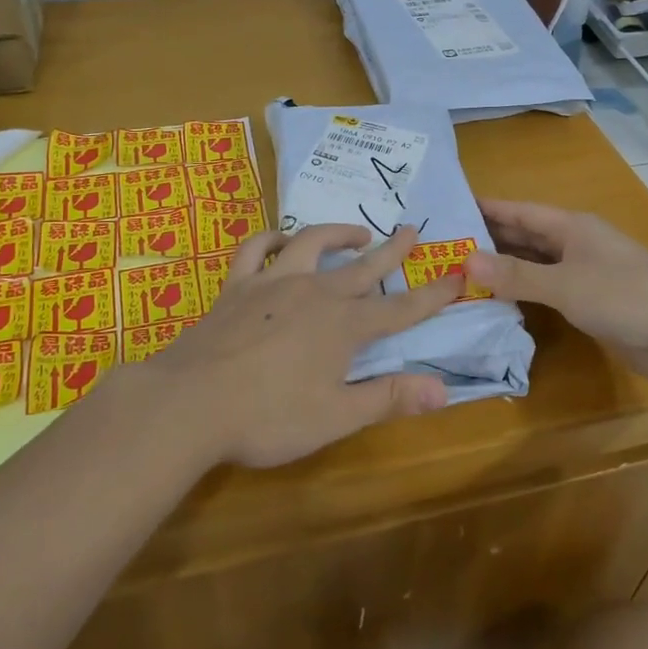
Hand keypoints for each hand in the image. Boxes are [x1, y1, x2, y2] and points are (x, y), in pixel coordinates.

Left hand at [156, 223, 460, 467]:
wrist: (191, 403)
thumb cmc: (268, 417)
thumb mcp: (336, 417)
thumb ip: (388, 398)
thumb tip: (443, 389)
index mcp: (344, 326)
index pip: (401, 308)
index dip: (432, 294)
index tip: (457, 276)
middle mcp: (314, 292)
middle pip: (363, 266)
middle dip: (392, 250)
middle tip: (411, 231)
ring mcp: (273, 282)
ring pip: (312, 243)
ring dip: (338, 233)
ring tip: (356, 232)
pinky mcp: (237, 285)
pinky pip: (256, 249)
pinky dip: (272, 238)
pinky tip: (281, 240)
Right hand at [466, 198, 647, 386]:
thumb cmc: (624, 297)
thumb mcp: (565, 284)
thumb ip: (516, 275)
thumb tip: (465, 261)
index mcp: (571, 227)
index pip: (519, 211)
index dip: (487, 208)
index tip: (450, 206)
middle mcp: (575, 244)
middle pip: (526, 235)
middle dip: (489, 238)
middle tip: (445, 244)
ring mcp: (585, 273)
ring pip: (535, 263)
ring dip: (504, 267)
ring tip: (461, 271)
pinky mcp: (591, 302)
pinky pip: (547, 289)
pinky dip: (523, 291)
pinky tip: (499, 300)